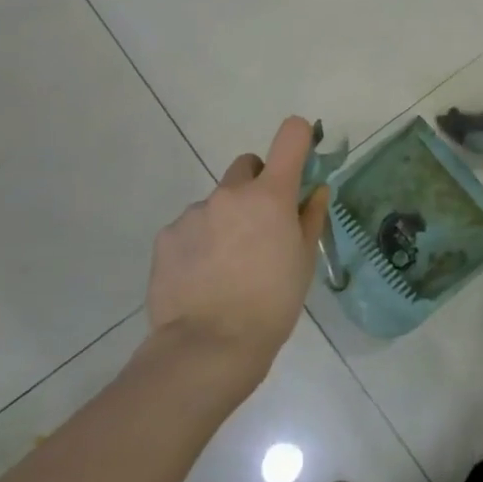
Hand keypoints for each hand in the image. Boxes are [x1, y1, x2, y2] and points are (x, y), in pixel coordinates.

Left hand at [147, 116, 330, 385]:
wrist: (209, 346)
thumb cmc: (273, 302)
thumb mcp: (304, 260)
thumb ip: (310, 217)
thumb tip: (316, 190)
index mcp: (271, 195)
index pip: (290, 136)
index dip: (299, 137)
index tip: (301, 158)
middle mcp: (230, 193)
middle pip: (247, 166)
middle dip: (257, 185)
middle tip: (261, 226)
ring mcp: (194, 212)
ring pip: (217, 202)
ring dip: (225, 219)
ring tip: (227, 265)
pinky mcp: (166, 236)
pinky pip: (190, 227)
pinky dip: (199, 241)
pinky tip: (203, 276)